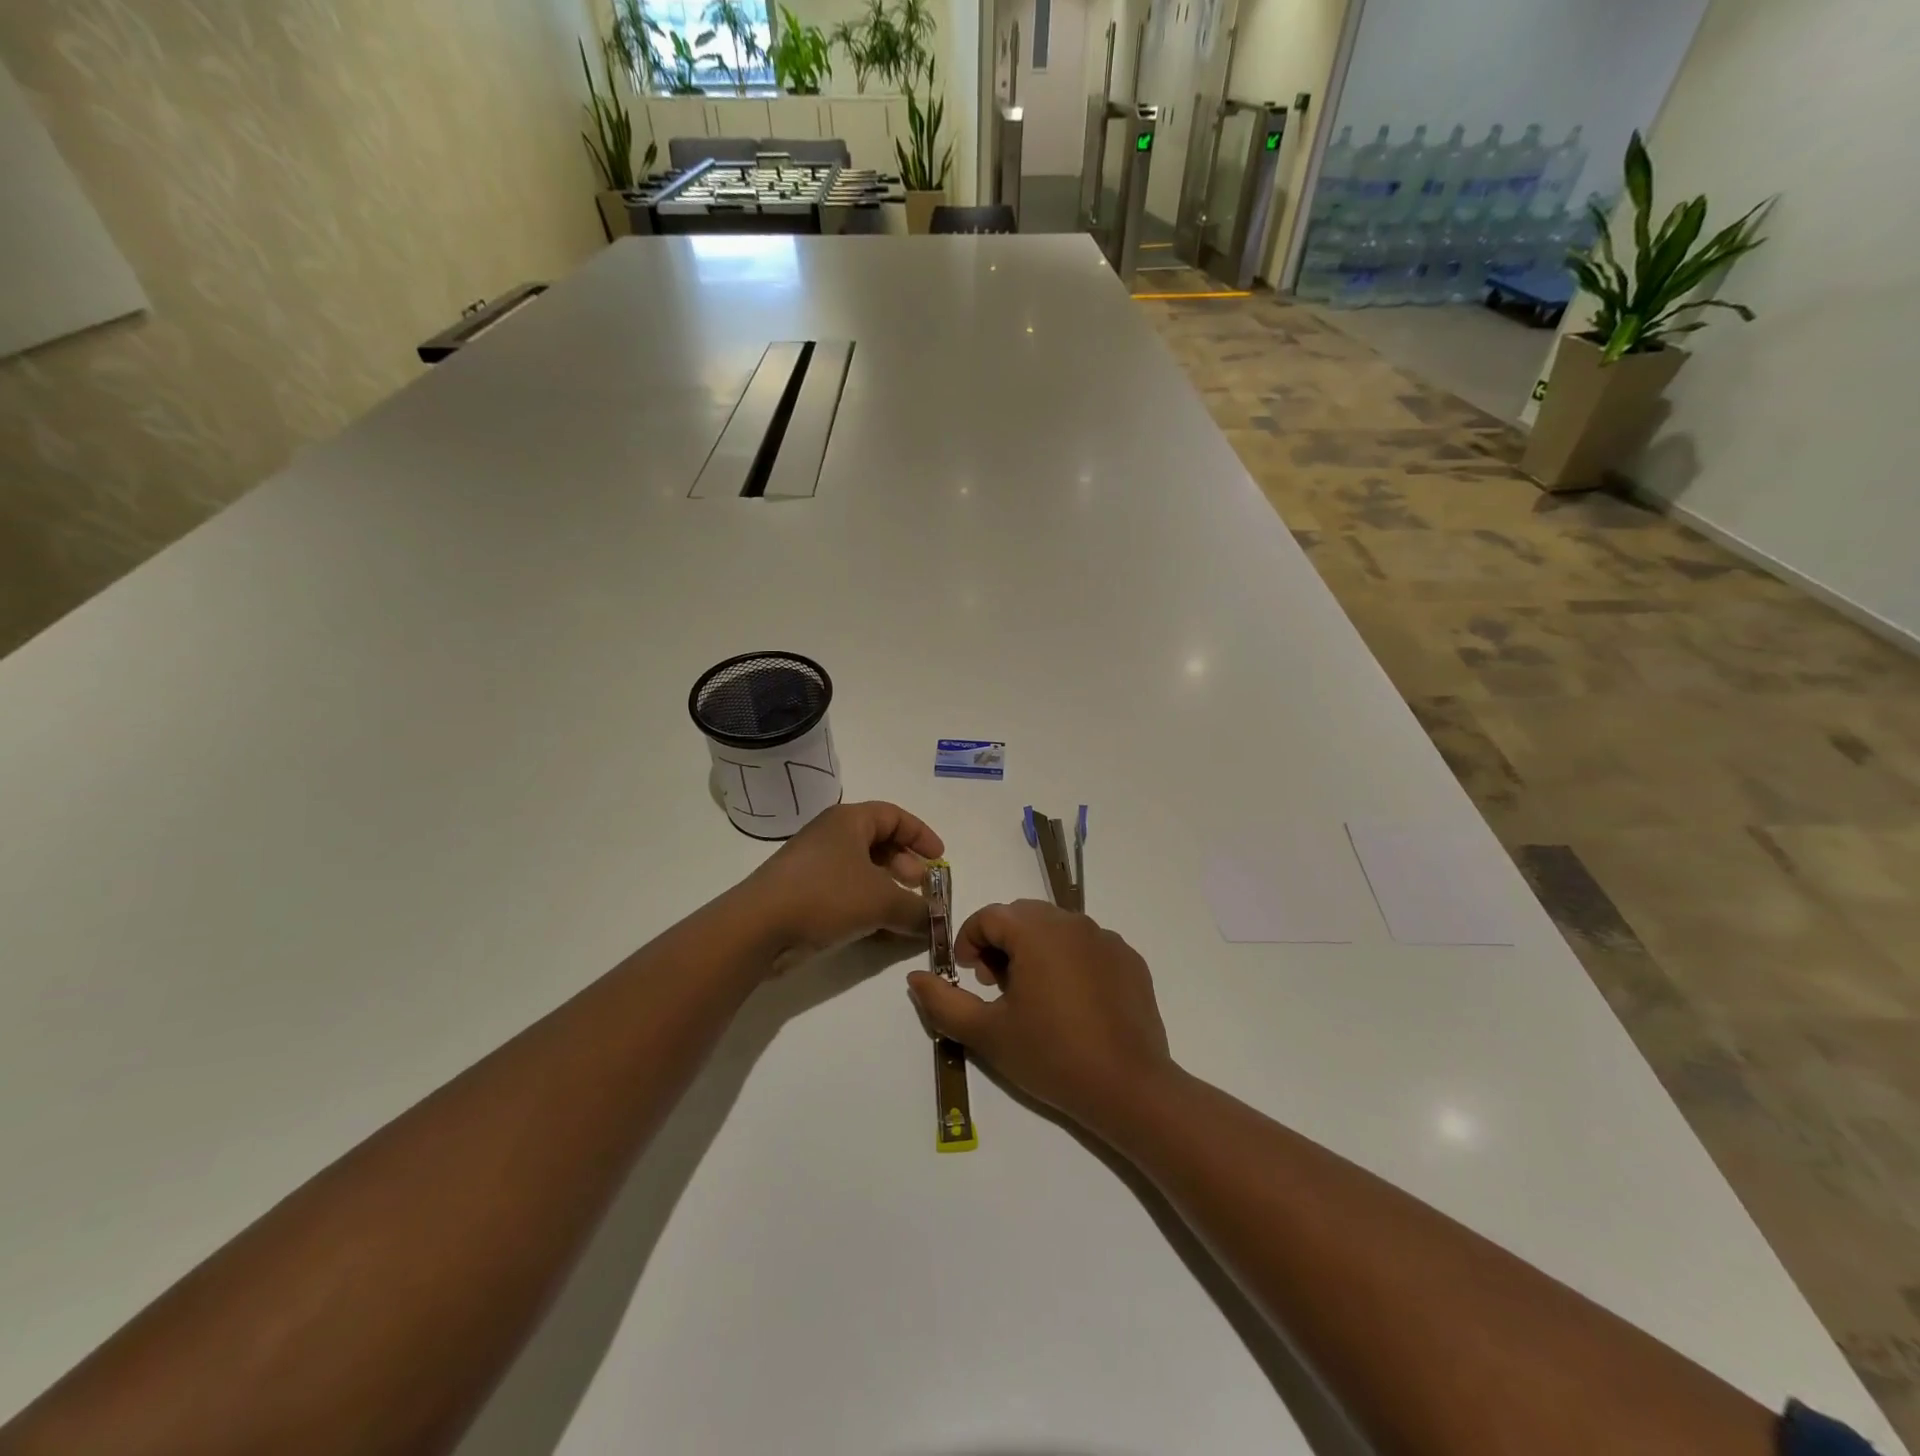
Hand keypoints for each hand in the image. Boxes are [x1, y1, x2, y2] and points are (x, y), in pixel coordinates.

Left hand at [746, 800, 943, 965]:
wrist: (759, 927)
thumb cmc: (826, 896)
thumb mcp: (882, 901)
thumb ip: (916, 909)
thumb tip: (935, 920)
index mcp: (849, 821)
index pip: (894, 816)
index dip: (921, 835)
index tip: (939, 859)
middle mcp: (831, 836)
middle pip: (879, 843)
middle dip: (906, 867)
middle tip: (921, 890)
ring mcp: (814, 865)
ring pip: (862, 871)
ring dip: (888, 891)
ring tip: (905, 915)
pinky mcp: (803, 894)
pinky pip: (846, 893)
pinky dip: (867, 907)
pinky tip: (881, 932)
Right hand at [906, 900, 1172, 1134]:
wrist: (1129, 1088)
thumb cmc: (1050, 1055)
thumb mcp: (986, 1033)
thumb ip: (943, 1001)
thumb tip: (916, 977)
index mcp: (1036, 931)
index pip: (989, 916)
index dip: (969, 941)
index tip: (969, 977)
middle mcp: (1072, 921)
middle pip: (1022, 916)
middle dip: (1001, 944)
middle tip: (998, 987)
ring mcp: (1106, 938)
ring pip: (1056, 928)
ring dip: (1035, 950)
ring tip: (1034, 997)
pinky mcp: (1129, 959)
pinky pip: (1088, 946)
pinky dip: (1070, 961)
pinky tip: (1072, 1004)